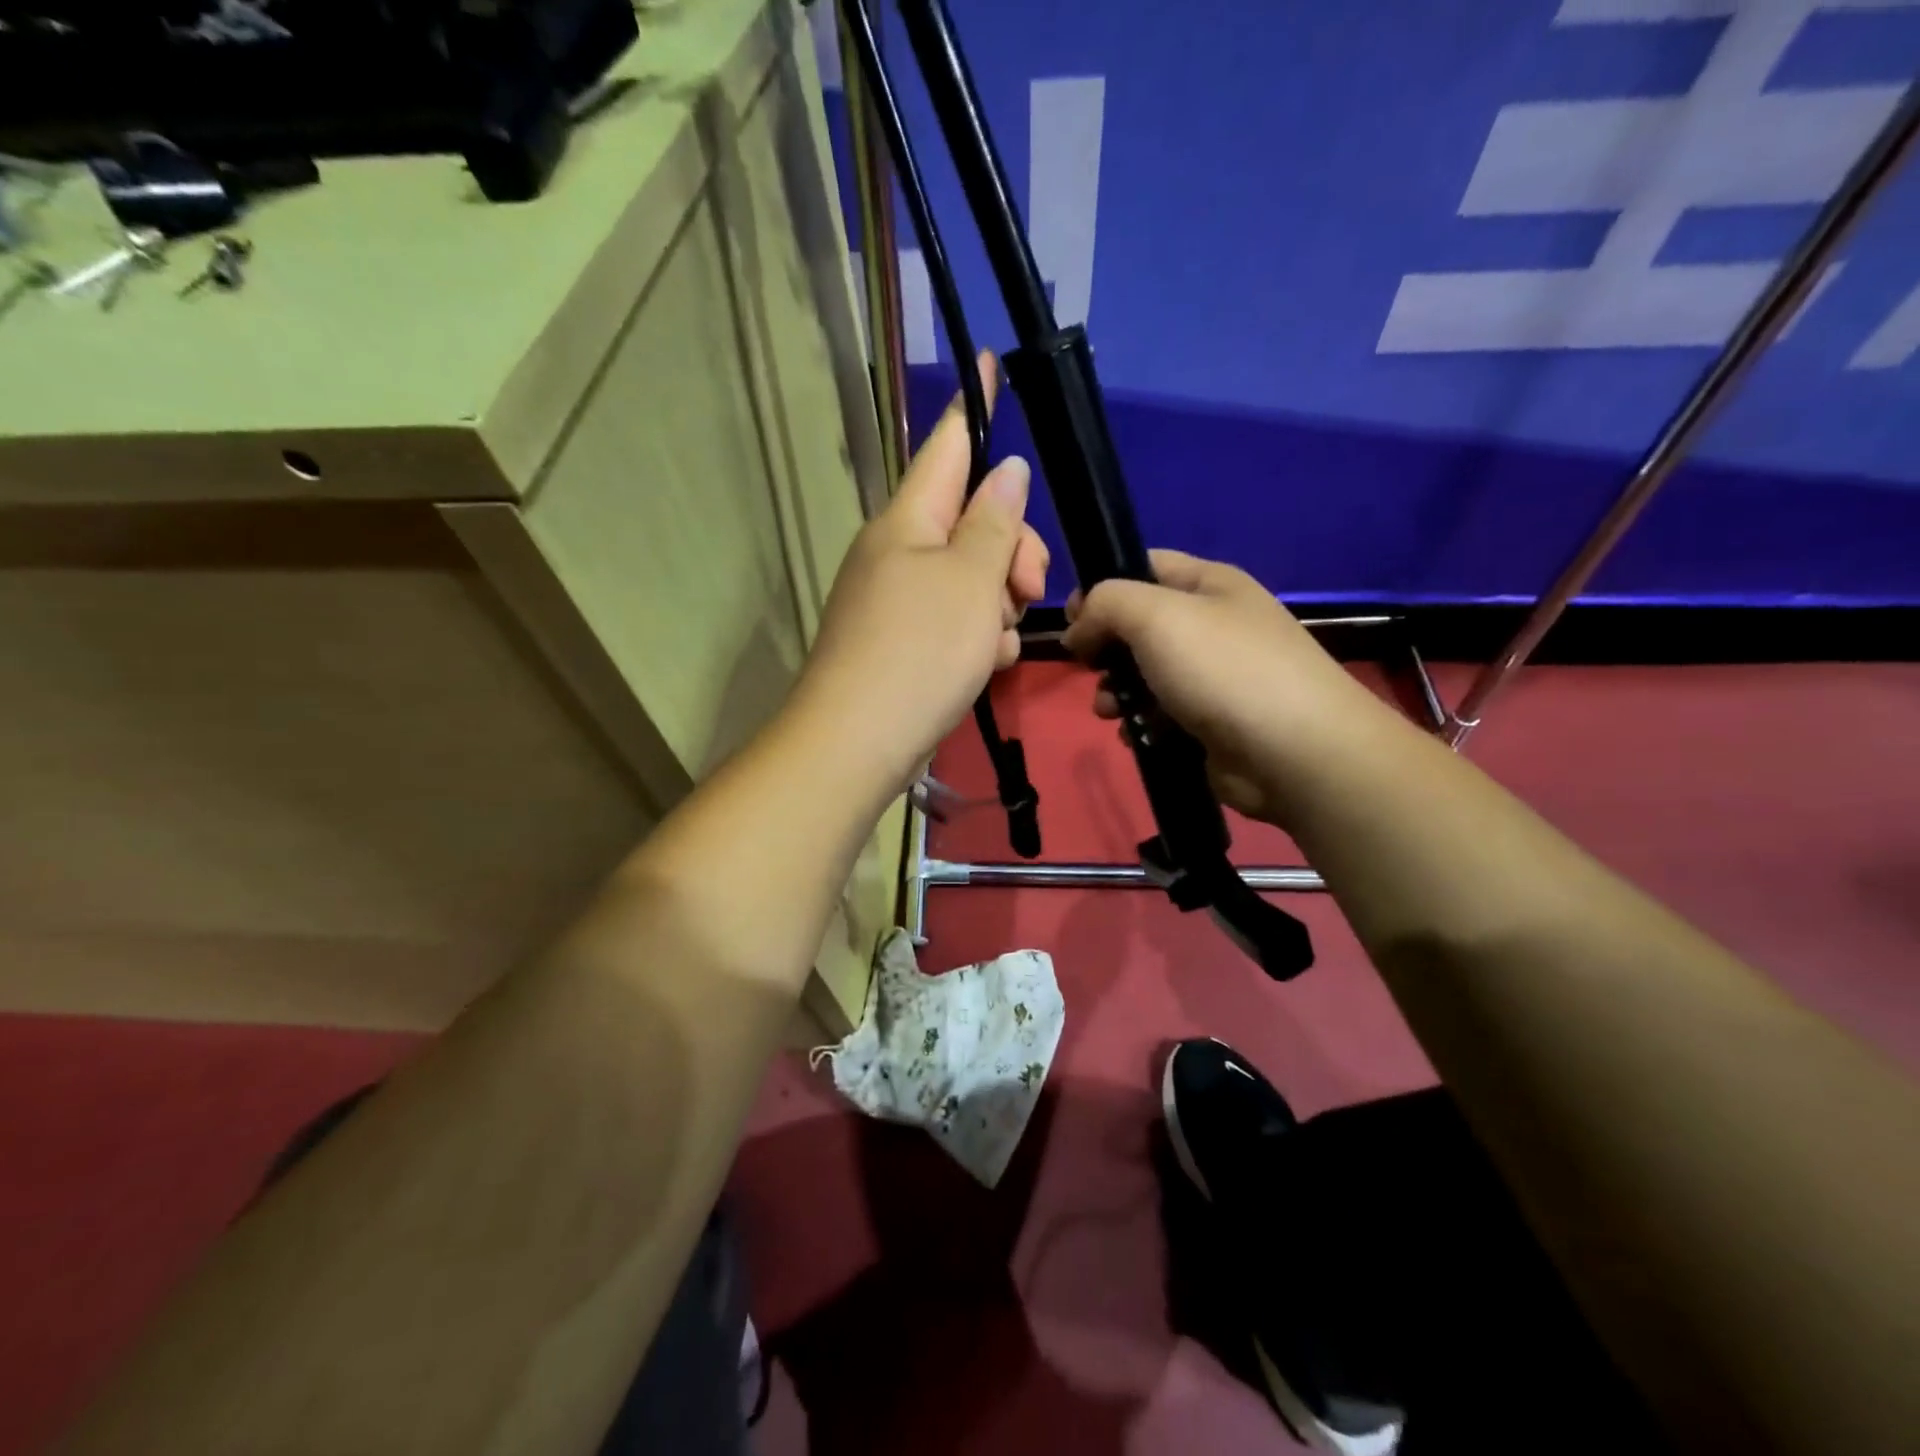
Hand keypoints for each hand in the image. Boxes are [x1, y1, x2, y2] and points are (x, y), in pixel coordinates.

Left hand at [790, 353, 1048, 800]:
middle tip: (1029, 587)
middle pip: (971, 521)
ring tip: (998, 644)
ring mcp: (897, 600)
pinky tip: (985, 667)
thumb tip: (1003, 471)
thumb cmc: (918, 653)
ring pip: (970, 578)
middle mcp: (898, 552)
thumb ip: (992, 525)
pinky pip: (955, 621)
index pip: (947, 446)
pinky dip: (978, 638)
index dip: (975, 406)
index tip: (991, 362)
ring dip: (998, 603)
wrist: (857, 743)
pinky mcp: (902, 643)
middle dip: (1012, 548)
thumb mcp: (969, 584)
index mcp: (908, 521)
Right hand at [1063, 550, 1387, 824]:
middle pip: (1140, 625)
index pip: (1144, 565)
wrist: (1293, 752)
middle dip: (1105, 648)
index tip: (1072, 621)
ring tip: (1110, 710)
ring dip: (1117, 690)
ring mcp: (1215, 676)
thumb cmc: (1223, 669)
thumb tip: (1078, 628)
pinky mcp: (1211, 722)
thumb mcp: (1155, 615)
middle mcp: (1214, 624)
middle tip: (1090, 667)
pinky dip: (1141, 722)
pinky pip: (1161, 714)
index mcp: (1210, 584)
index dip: (1102, 586)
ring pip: (1145, 674)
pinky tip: (1135, 734)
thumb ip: (1105, 604)